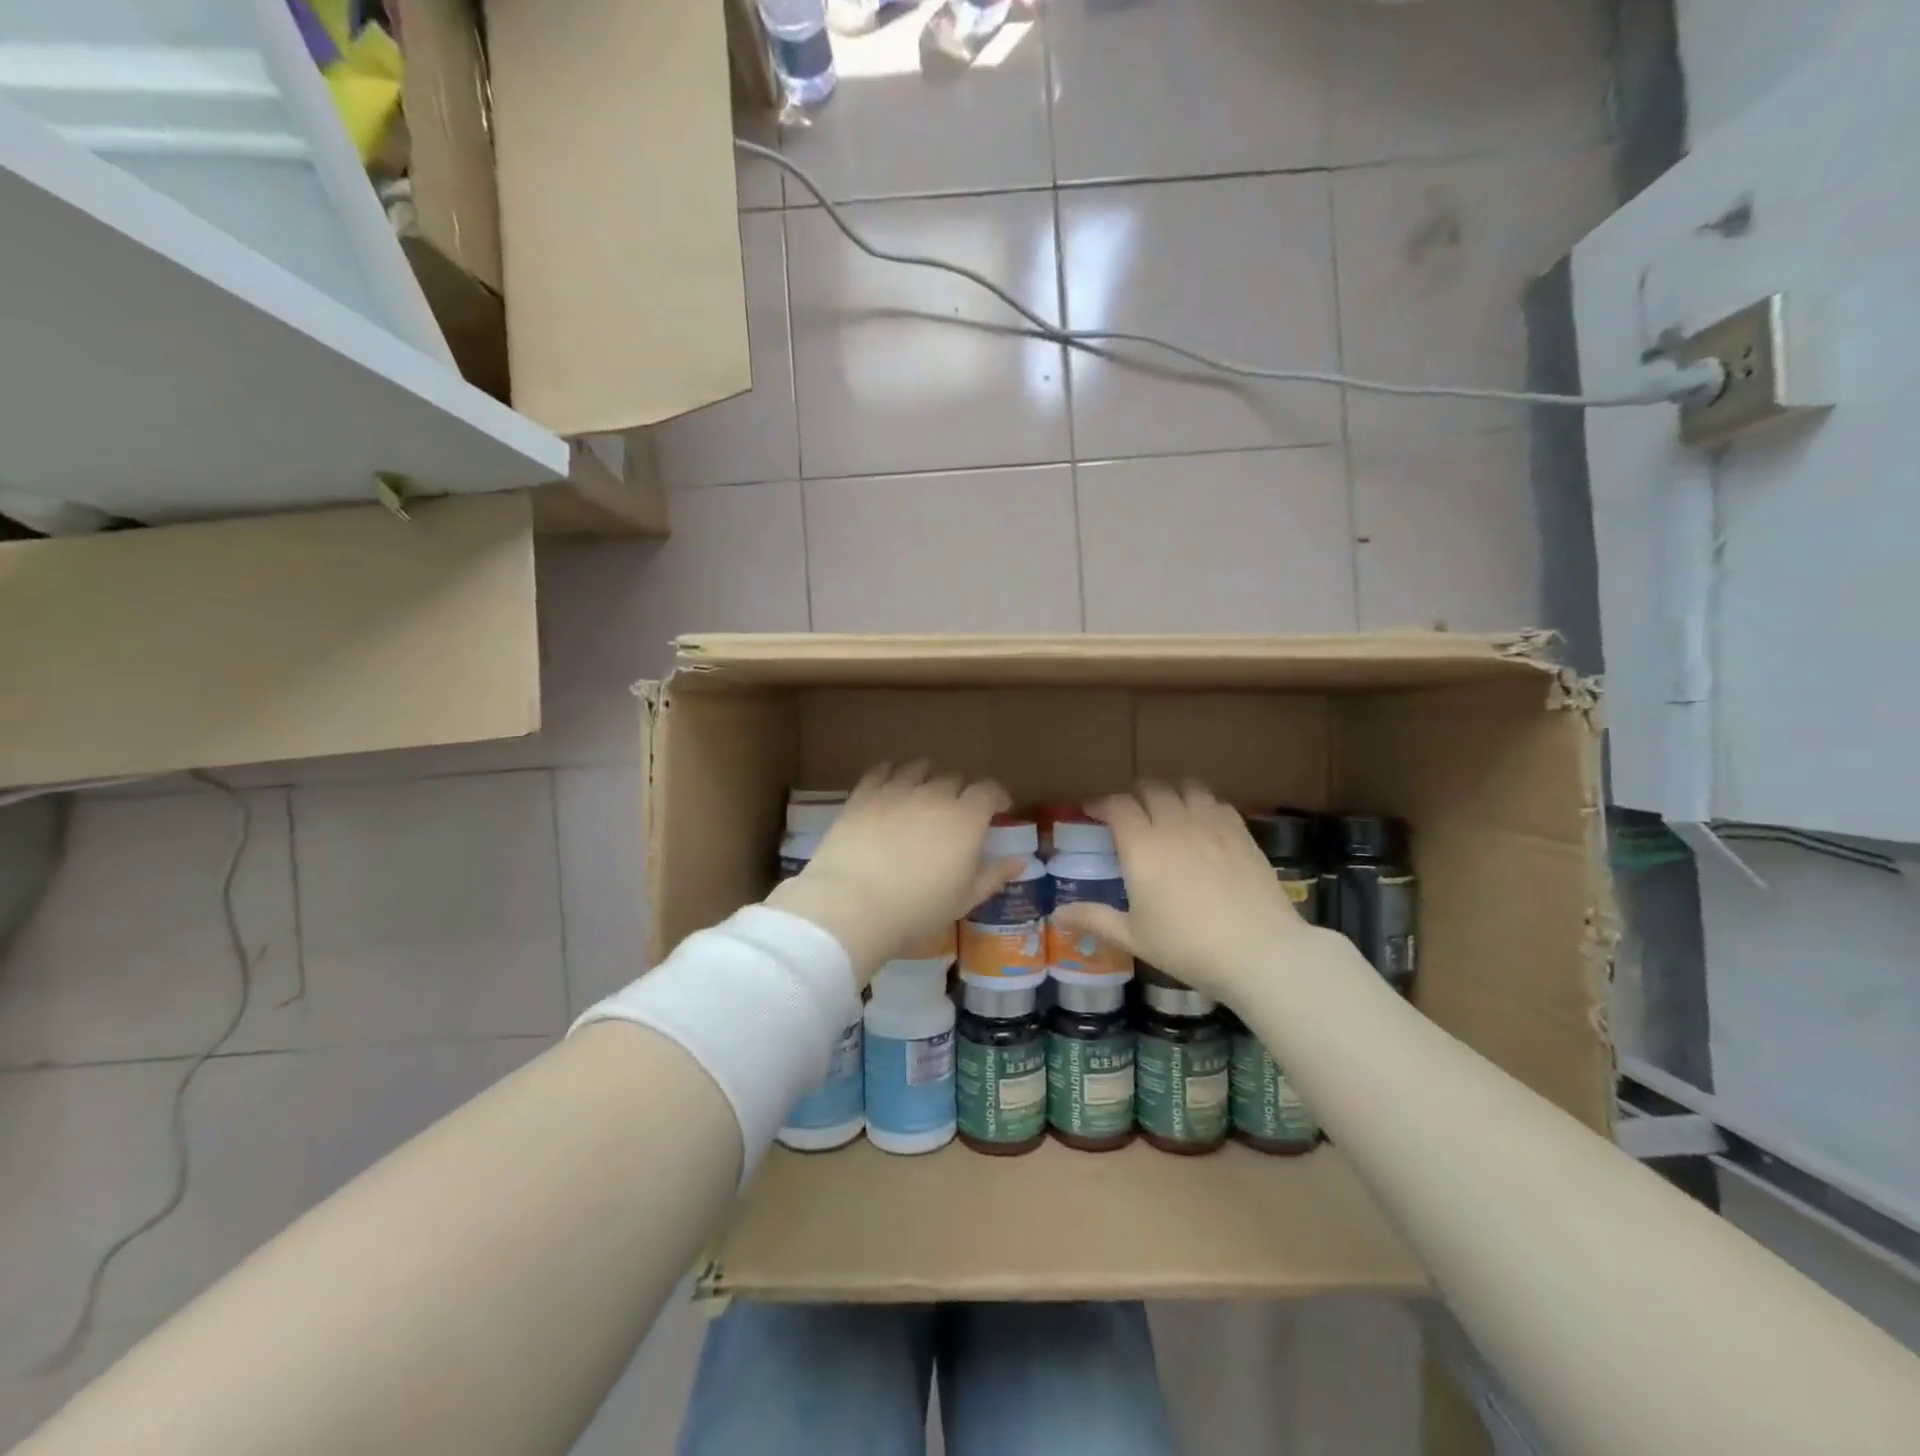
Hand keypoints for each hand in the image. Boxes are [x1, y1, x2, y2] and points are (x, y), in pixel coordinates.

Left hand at [765, 763, 1016, 984]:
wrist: (854, 905)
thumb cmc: (918, 909)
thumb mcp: (964, 899)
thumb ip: (994, 875)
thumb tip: (1020, 860)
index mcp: (966, 818)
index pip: (988, 790)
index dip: (996, 796)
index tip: (998, 808)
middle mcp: (935, 795)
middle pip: (954, 778)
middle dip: (961, 791)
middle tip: (956, 811)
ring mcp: (897, 790)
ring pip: (918, 768)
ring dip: (927, 777)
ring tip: (923, 791)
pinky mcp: (864, 794)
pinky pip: (882, 771)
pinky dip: (891, 773)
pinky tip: (889, 784)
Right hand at [1052, 782, 1315, 1002]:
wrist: (1260, 952)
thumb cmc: (1188, 947)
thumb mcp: (1134, 937)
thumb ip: (1094, 919)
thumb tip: (1056, 915)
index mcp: (1142, 846)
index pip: (1117, 805)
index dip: (1102, 803)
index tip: (1094, 811)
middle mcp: (1174, 824)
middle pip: (1151, 789)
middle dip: (1135, 796)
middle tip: (1130, 814)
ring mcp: (1212, 825)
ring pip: (1187, 788)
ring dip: (1171, 794)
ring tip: (1168, 811)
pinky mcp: (1242, 833)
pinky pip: (1217, 803)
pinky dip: (1203, 805)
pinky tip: (1204, 825)